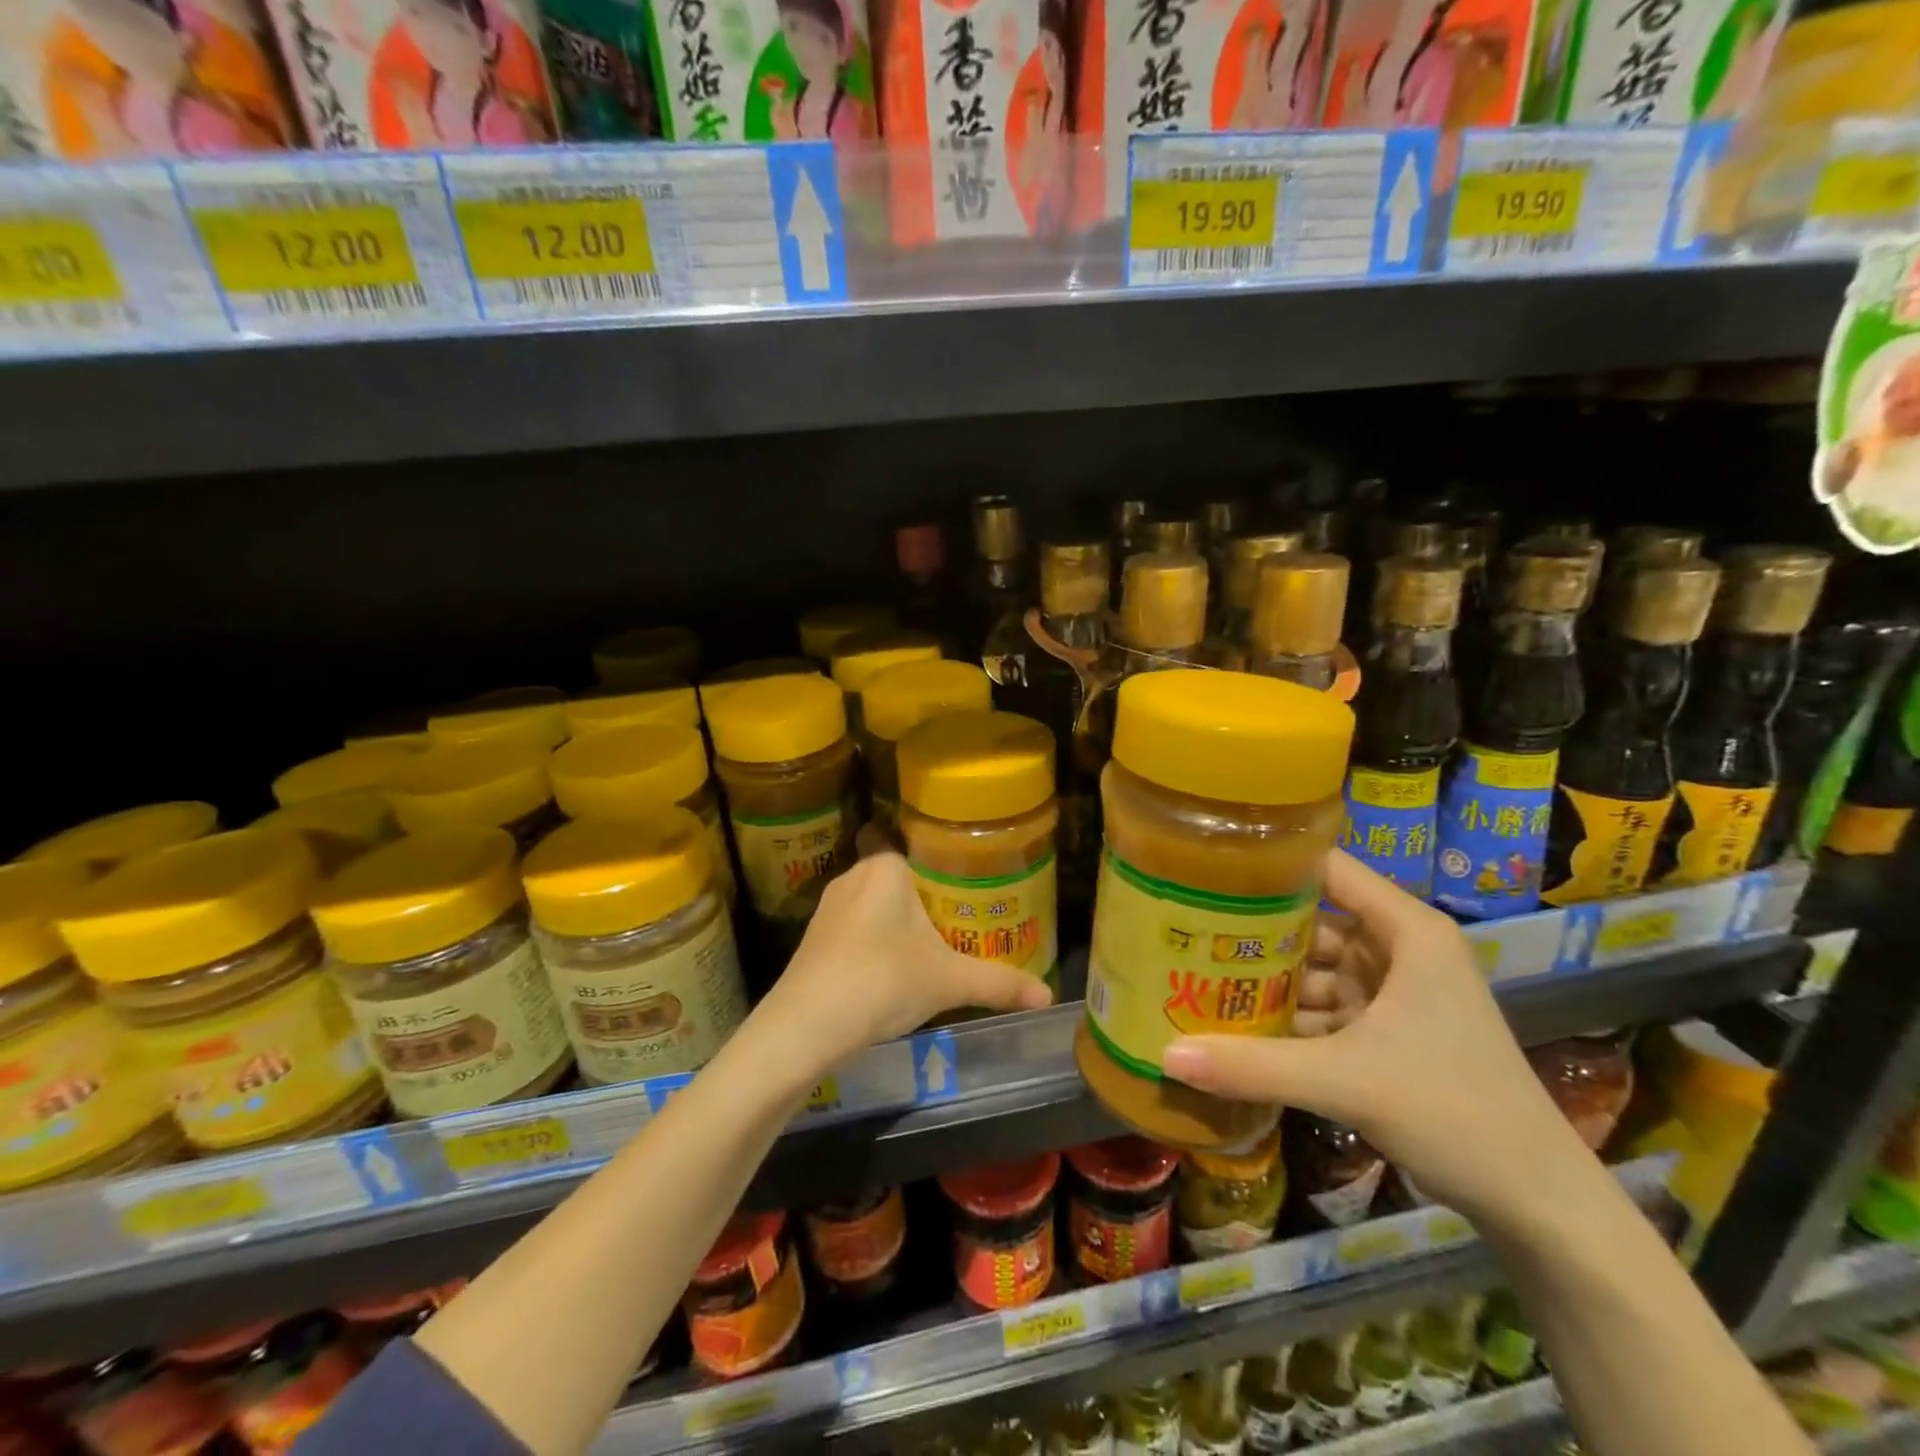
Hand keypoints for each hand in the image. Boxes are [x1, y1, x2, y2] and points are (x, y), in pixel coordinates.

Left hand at [766, 852, 1053, 1066]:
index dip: (934, 855)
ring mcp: (828, 909)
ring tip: (933, 942)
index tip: (962, 873)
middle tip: (961, 914)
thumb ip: (999, 983)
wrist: (805, 1026)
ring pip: (873, 903)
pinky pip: (855, 928)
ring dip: (897, 920)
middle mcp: (853, 877)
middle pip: (896, 875)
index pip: (910, 841)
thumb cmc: (882, 980)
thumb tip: (1048, 996)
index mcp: (885, 867)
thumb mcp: (948, 981)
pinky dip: (874, 941)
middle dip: (923, 894)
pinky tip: (893, 969)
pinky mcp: (814, 941)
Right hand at [1161, 850, 1587, 1221]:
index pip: (1328, 868)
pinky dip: (1285, 1016)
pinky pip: (1322, 1008)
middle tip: (1183, 925)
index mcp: (1406, 931)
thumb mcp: (1346, 1081)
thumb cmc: (1454, 1111)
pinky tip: (1235, 1022)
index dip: (1271, 861)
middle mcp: (1398, 950)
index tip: (1207, 862)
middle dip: (1252, 928)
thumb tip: (1166, 1055)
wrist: (1537, 1204)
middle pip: (1312, 921)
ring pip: (1313, 968)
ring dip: (1264, 978)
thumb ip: (1254, 1065)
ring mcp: (1392, 992)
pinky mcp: (1385, 1032)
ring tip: (1195, 971)